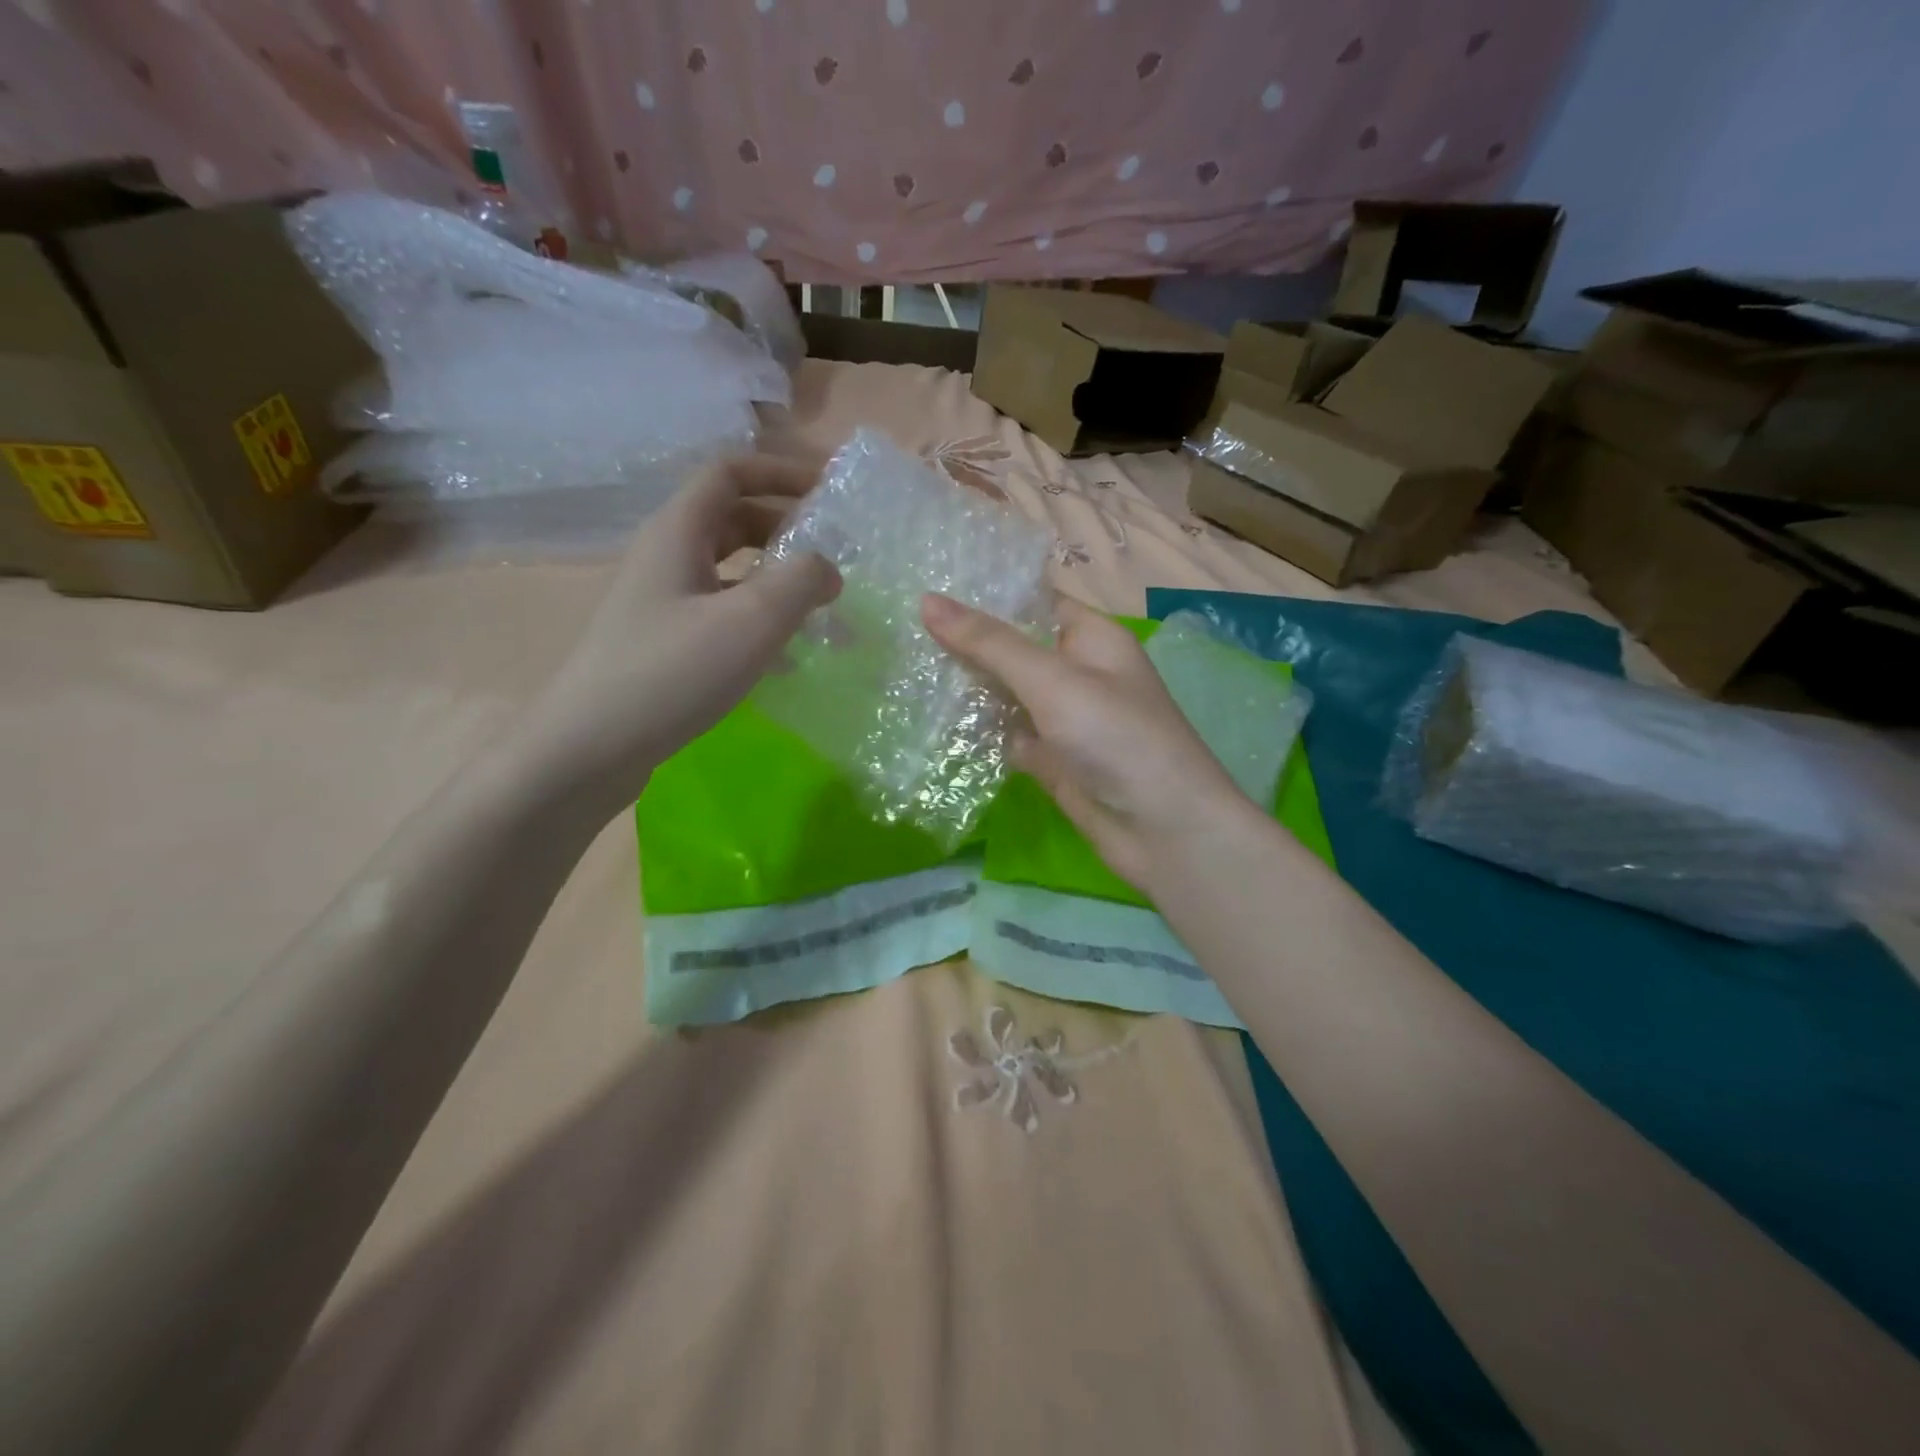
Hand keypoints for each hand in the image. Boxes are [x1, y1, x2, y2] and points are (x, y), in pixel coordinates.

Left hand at [520, 456, 839, 811]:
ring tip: (819, 600)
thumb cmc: (671, 673)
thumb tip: (828, 568)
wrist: (589, 747)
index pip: (730, 472)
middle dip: (785, 524)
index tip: (829, 488)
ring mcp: (661, 600)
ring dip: (774, 573)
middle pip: (731, 517)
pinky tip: (786, 650)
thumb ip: (801, 582)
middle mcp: (665, 555)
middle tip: (833, 548)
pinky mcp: (663, 640)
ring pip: (728, 567)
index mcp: (678, 531)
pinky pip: (720, 608)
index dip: (781, 471)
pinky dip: (757, 614)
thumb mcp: (750, 621)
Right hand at [921, 593, 1257, 892]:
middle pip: (1015, 648)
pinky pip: (1008, 734)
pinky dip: (978, 730)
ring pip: (1007, 693)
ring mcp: (1064, 719)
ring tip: (904, 668)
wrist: (1163, 830)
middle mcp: (1078, 673)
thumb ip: (990, 643)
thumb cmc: (1115, 737)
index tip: (925, 586)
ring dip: (967, 687)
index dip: (984, 594)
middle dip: (966, 642)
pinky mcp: (1053, 759)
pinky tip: (932, 721)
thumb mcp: (1052, 680)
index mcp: (1091, 638)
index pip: (1032, 602)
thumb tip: (927, 600)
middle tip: (900, 628)